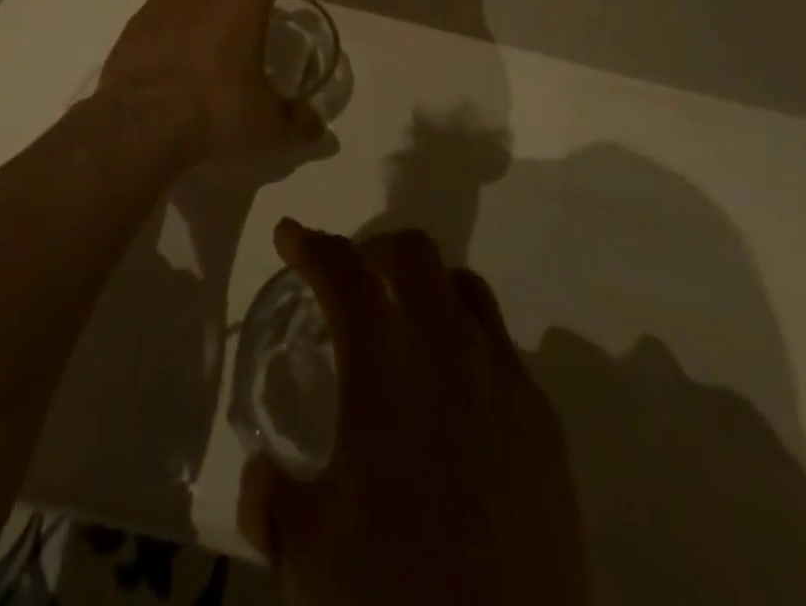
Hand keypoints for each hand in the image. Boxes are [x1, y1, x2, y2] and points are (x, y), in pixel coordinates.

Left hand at [97, 0, 324, 165]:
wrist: (139, 125)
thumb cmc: (216, 112)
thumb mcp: (268, 126)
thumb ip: (297, 123)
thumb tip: (315, 127)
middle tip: (255, 5)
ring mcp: (165, 2)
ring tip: (215, 33)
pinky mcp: (135, 23)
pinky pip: (164, 10)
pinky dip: (176, 21)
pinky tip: (178, 52)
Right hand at [241, 222, 592, 605]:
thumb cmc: (396, 595)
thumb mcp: (310, 554)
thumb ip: (273, 501)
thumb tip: (261, 478)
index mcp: (384, 360)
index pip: (342, 271)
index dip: (310, 245)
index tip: (290, 235)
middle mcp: (448, 345)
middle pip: (413, 254)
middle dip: (374, 250)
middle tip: (353, 279)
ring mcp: (504, 375)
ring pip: (465, 289)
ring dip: (428, 290)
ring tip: (407, 328)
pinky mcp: (544, 418)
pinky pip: (500, 349)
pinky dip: (467, 346)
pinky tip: (455, 402)